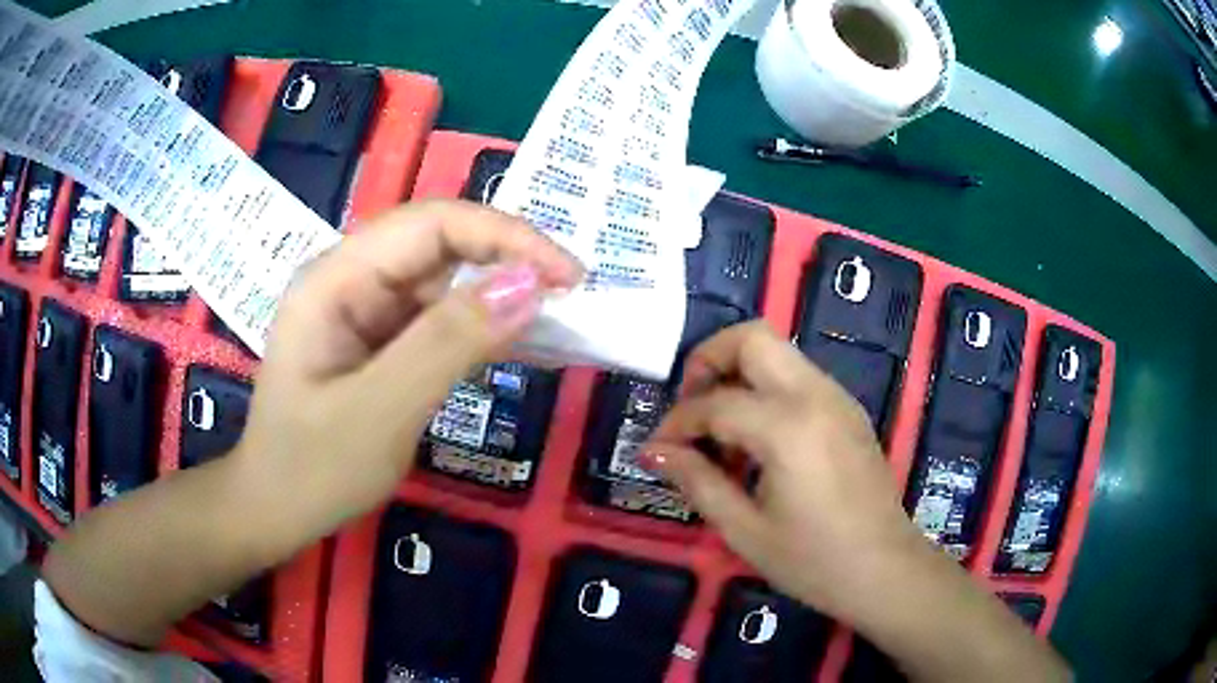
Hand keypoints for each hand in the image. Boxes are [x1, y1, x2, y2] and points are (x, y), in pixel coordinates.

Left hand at [237, 199, 581, 524]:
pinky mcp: (381, 340)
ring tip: (557, 318)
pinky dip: (481, 326)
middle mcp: (350, 279)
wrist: (276, 511)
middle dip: (507, 258)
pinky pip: (439, 318)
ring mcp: (365, 310)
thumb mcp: (380, 412)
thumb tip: (530, 287)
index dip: (505, 236)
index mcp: (336, 279)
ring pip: (444, 279)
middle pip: (439, 243)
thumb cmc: (312, 470)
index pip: (430, 224)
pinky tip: (517, 340)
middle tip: (571, 296)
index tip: (568, 275)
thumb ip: (448, 344)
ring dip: (499, 292)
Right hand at [644, 321, 922, 616]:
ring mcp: (838, 398)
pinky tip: (758, 443)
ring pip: (778, 352)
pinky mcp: (849, 411)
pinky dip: (766, 391)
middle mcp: (816, 395)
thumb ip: (697, 481)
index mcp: (788, 427)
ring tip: (721, 434)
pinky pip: (798, 377)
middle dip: (709, 360)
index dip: (676, 424)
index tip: (656, 451)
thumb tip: (653, 452)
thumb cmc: (814, 561)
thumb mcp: (745, 530)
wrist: (886, 570)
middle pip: (752, 338)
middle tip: (690, 411)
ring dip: (739, 376)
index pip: (714, 403)